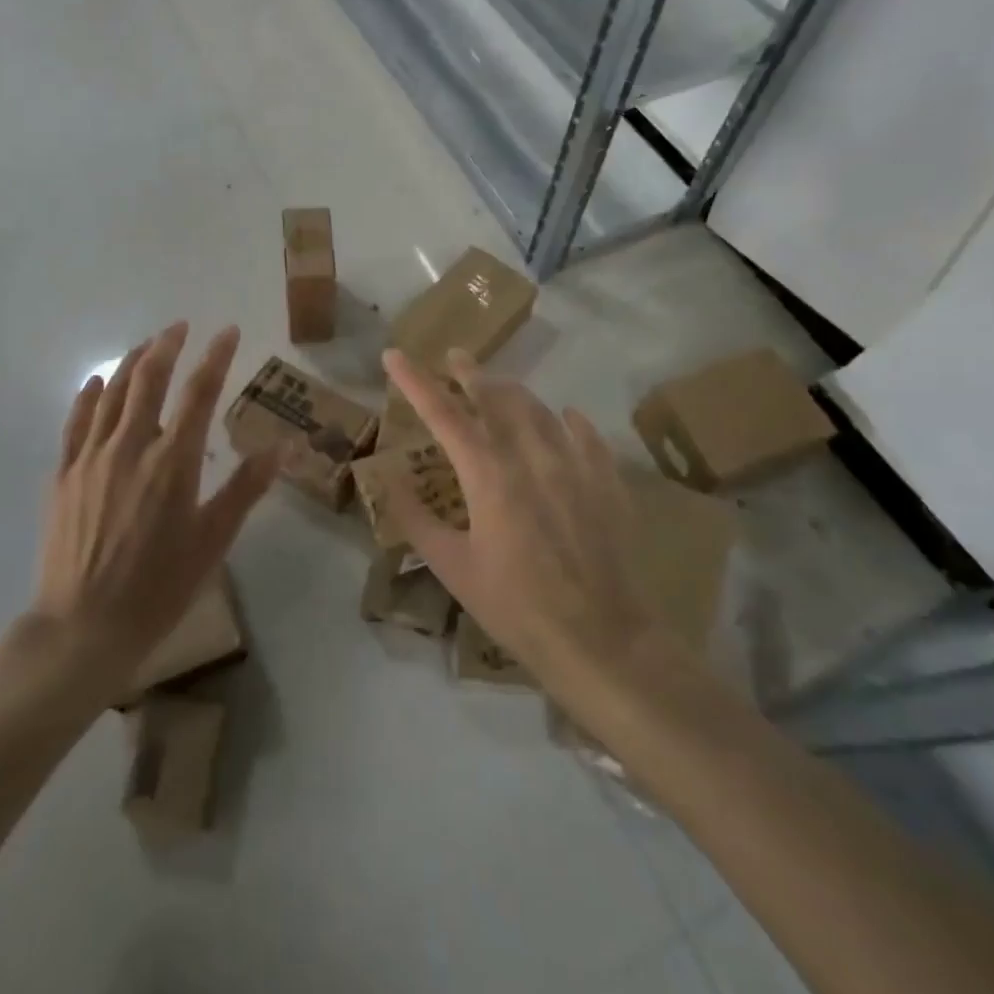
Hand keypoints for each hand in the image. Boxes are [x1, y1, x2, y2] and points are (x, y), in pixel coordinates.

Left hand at [27, 322, 277, 694]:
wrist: (83, 626)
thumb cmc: (159, 587)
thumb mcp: (214, 540)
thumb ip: (246, 488)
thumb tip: (283, 446)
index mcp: (173, 462)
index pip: (199, 392)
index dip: (216, 356)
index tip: (229, 332)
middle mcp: (131, 447)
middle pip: (149, 379)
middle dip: (168, 345)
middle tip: (182, 326)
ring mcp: (91, 457)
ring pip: (112, 392)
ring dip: (132, 361)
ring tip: (148, 344)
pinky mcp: (63, 474)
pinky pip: (75, 421)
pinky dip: (89, 394)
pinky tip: (97, 381)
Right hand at [381, 347, 682, 703]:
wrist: (600, 638)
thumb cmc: (515, 606)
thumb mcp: (452, 567)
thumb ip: (415, 519)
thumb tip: (387, 481)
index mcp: (487, 474)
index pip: (442, 413)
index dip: (414, 381)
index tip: (394, 354)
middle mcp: (530, 455)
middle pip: (495, 396)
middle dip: (470, 372)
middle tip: (455, 356)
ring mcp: (574, 463)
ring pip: (539, 408)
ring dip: (513, 391)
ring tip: (499, 385)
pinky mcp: (606, 481)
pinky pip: (586, 434)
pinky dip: (569, 419)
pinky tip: (567, 416)